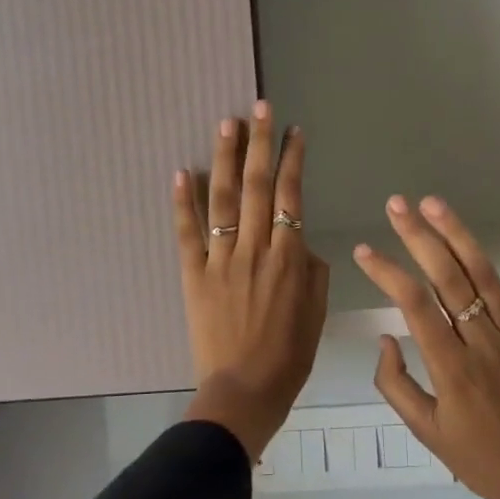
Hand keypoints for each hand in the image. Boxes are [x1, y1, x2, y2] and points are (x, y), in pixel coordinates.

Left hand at [176, 103, 328, 459]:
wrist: (243, 391)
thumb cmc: (289, 356)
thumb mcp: (317, 313)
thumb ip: (312, 271)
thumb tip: (301, 243)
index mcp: (290, 258)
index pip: (292, 196)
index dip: (293, 160)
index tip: (294, 131)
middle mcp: (256, 249)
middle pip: (259, 187)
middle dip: (260, 144)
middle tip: (259, 108)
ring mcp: (222, 260)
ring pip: (224, 200)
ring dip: (226, 159)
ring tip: (227, 123)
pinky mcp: (194, 275)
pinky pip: (188, 234)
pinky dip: (183, 202)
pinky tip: (182, 171)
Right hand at [353, 196, 499, 498]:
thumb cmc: (481, 461)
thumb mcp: (427, 432)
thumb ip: (397, 385)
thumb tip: (385, 337)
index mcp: (451, 367)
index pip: (413, 305)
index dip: (387, 272)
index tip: (365, 250)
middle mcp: (482, 341)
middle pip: (447, 278)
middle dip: (418, 237)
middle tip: (396, 204)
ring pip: (485, 276)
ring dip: (459, 236)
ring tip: (435, 204)